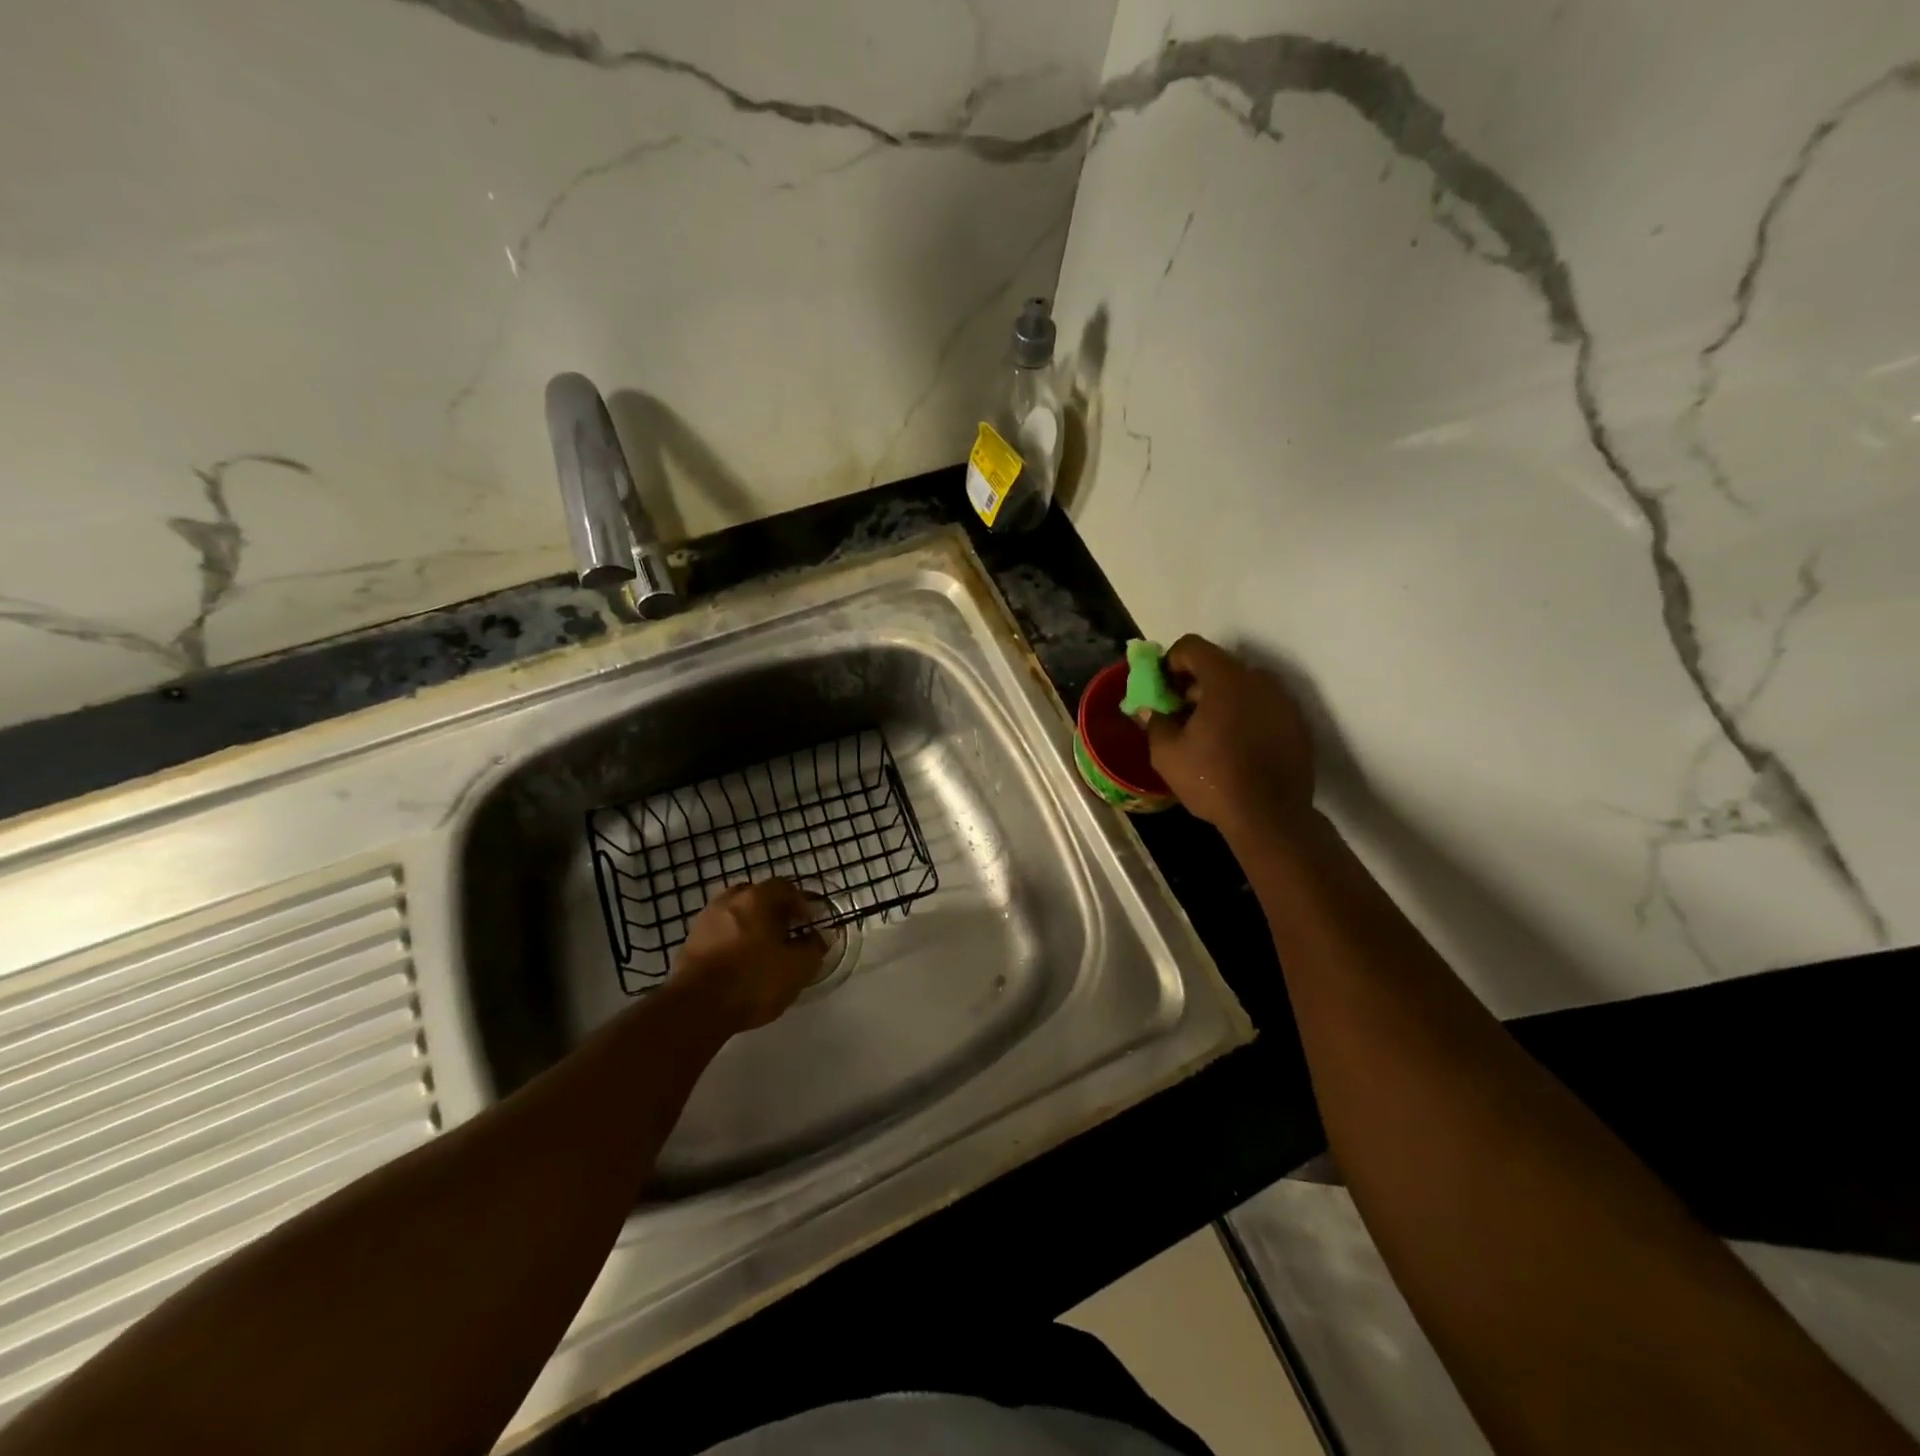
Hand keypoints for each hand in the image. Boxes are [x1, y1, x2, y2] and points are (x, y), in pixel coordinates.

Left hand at [674, 880, 826, 1031]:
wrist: (696, 1009)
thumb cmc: (753, 981)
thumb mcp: (798, 968)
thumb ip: (813, 948)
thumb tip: (816, 938)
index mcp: (757, 898)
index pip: (784, 887)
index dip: (800, 903)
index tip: (807, 923)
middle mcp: (728, 901)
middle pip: (756, 896)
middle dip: (772, 910)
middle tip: (784, 932)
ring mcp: (704, 920)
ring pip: (734, 914)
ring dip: (748, 925)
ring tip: (760, 950)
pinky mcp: (688, 943)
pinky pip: (717, 933)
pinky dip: (730, 941)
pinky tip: (737, 963)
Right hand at [1145, 635, 1316, 838]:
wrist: (1270, 817)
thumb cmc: (1212, 779)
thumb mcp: (1167, 753)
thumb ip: (1156, 722)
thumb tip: (1151, 710)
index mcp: (1226, 679)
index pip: (1192, 646)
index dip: (1170, 662)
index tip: (1161, 689)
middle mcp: (1260, 680)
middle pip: (1219, 666)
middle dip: (1194, 684)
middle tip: (1179, 714)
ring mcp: (1283, 701)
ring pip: (1243, 687)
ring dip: (1221, 700)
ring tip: (1207, 734)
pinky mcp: (1297, 724)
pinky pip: (1263, 707)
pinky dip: (1245, 717)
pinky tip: (1235, 747)